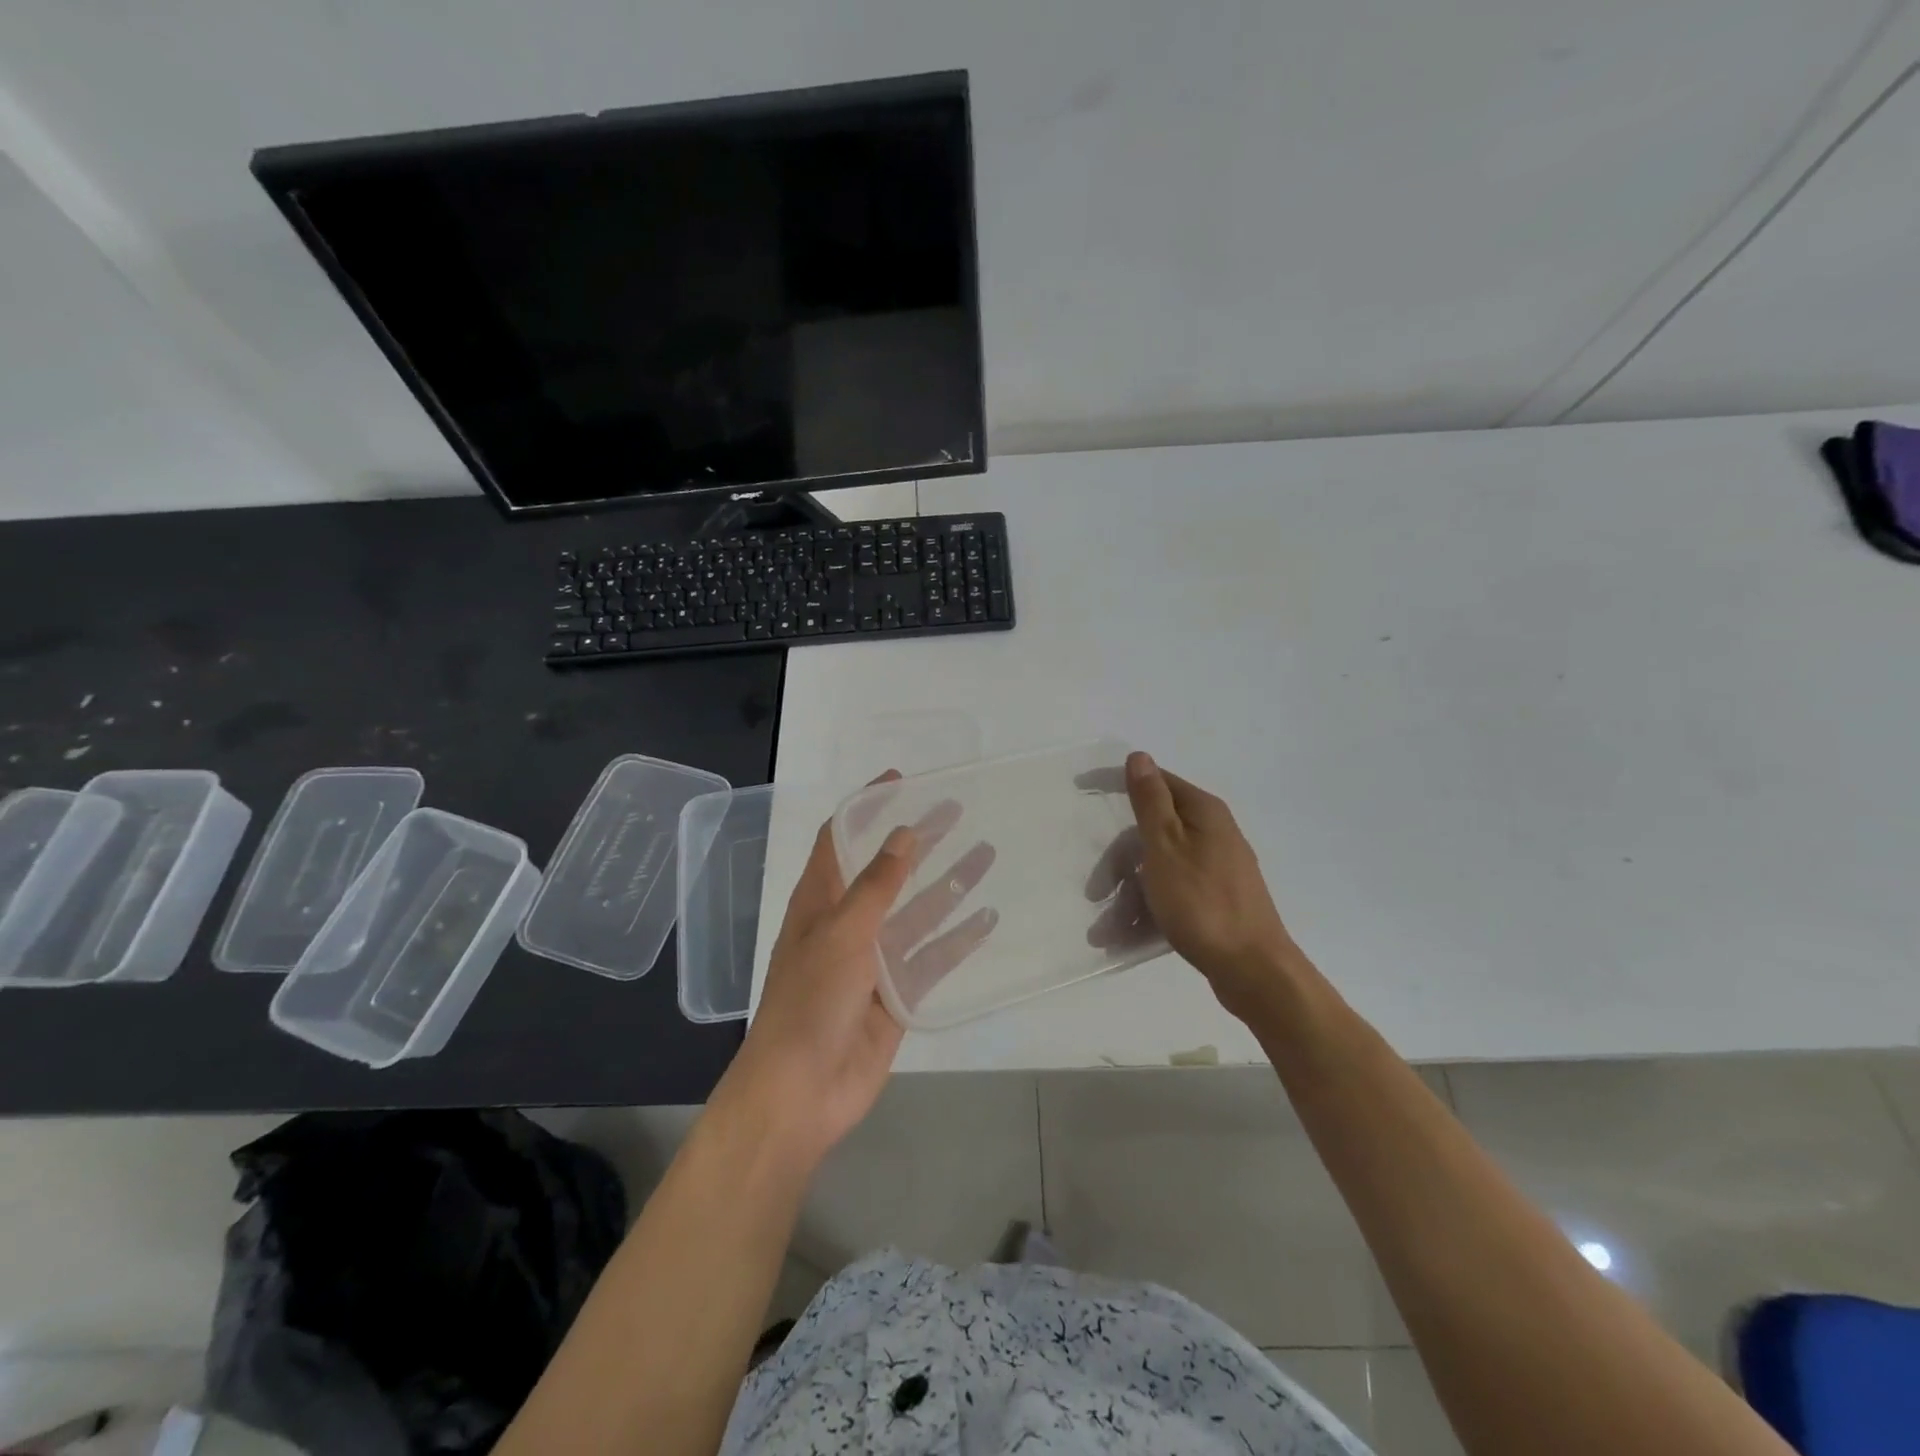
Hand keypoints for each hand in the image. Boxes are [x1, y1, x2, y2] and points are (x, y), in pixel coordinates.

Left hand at [722, 774, 997, 1170]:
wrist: (803, 1092)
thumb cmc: (811, 1001)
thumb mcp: (842, 932)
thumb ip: (877, 884)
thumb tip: (904, 833)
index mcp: (820, 900)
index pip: (841, 837)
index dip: (867, 807)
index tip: (902, 782)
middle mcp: (848, 922)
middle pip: (888, 869)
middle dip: (919, 840)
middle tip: (956, 811)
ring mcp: (875, 959)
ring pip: (918, 911)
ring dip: (948, 884)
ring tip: (986, 854)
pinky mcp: (898, 993)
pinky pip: (933, 957)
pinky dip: (959, 939)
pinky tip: (988, 918)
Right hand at [1087, 752, 1297, 1021]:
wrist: (1254, 971)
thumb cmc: (1203, 903)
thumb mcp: (1166, 847)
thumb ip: (1150, 802)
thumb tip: (1140, 756)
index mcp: (1203, 813)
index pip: (1155, 782)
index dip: (1119, 784)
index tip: (1083, 790)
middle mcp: (1213, 833)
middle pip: (1152, 832)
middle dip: (1118, 862)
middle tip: (1095, 893)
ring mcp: (1216, 869)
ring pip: (1159, 869)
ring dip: (1128, 896)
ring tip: (1105, 931)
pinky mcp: (1216, 900)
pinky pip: (1172, 894)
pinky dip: (1149, 910)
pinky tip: (1128, 937)